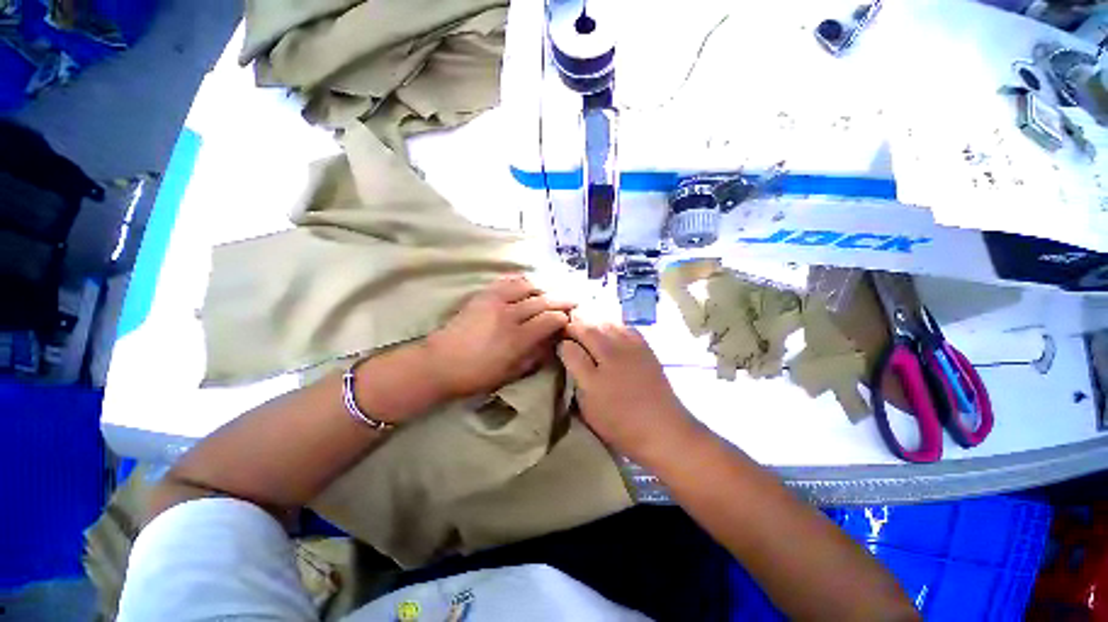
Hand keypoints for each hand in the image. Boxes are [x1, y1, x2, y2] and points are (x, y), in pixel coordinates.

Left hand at [425, 275, 574, 398]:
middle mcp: (509, 315)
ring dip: (543, 288)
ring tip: (551, 292)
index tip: (570, 318)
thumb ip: (536, 355)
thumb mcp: (511, 373)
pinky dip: (521, 280)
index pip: (550, 319)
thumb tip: (553, 341)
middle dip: (561, 299)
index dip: (563, 317)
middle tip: (573, 299)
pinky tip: (529, 283)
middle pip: (543, 301)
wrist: (440, 363)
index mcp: (517, 338)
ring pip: (527, 286)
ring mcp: (494, 301)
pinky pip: (507, 281)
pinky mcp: (483, 294)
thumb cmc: (477, 374)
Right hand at [558, 314, 697, 463]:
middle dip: (577, 322)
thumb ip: (576, 367)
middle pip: (591, 325)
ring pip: (609, 322)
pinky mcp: (646, 349)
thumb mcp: (588, 401)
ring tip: (586, 326)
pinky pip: (626, 327)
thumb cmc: (620, 422)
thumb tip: (566, 345)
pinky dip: (614, 324)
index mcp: (599, 360)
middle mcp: (615, 347)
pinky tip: (610, 330)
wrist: (664, 430)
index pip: (574, 337)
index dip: (563, 334)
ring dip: (594, 321)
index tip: (556, 337)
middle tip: (568, 327)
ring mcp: (633, 345)